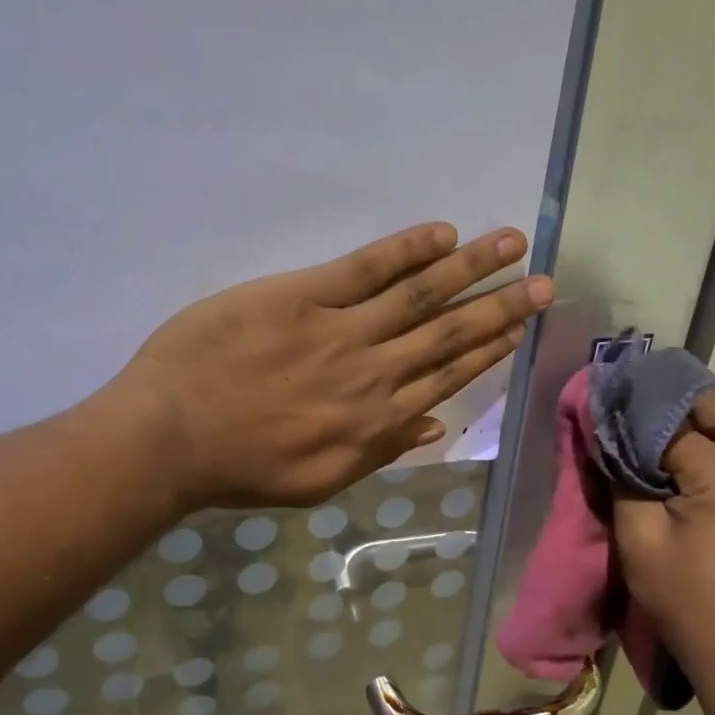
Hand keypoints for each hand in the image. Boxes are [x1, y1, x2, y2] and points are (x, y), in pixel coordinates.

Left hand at [99, 222, 551, 509]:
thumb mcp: (320, 481)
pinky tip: (442, 233)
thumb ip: (380, 452)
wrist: (169, 439)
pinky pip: (364, 268)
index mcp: (377, 420)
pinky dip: (405, 249)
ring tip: (511, 241)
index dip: (490, 349)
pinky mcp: (300, 295)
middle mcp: (373, 372)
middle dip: (501, 305)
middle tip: (545, 280)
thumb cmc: (241, 469)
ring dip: (471, 267)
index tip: (522, 326)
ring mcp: (340, 329)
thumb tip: (434, 426)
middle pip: (449, 332)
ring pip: (419, 294)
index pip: (448, 375)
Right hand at [613, 392, 714, 682]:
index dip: (634, 417)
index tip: (604, 410)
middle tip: (628, 416)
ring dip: (691, 424)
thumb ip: (622, 478)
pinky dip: (711, 444)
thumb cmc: (686, 601)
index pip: (672, 421)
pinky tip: (683, 462)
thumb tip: (607, 435)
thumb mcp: (638, 539)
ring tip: (649, 438)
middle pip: (712, 407)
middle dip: (667, 407)